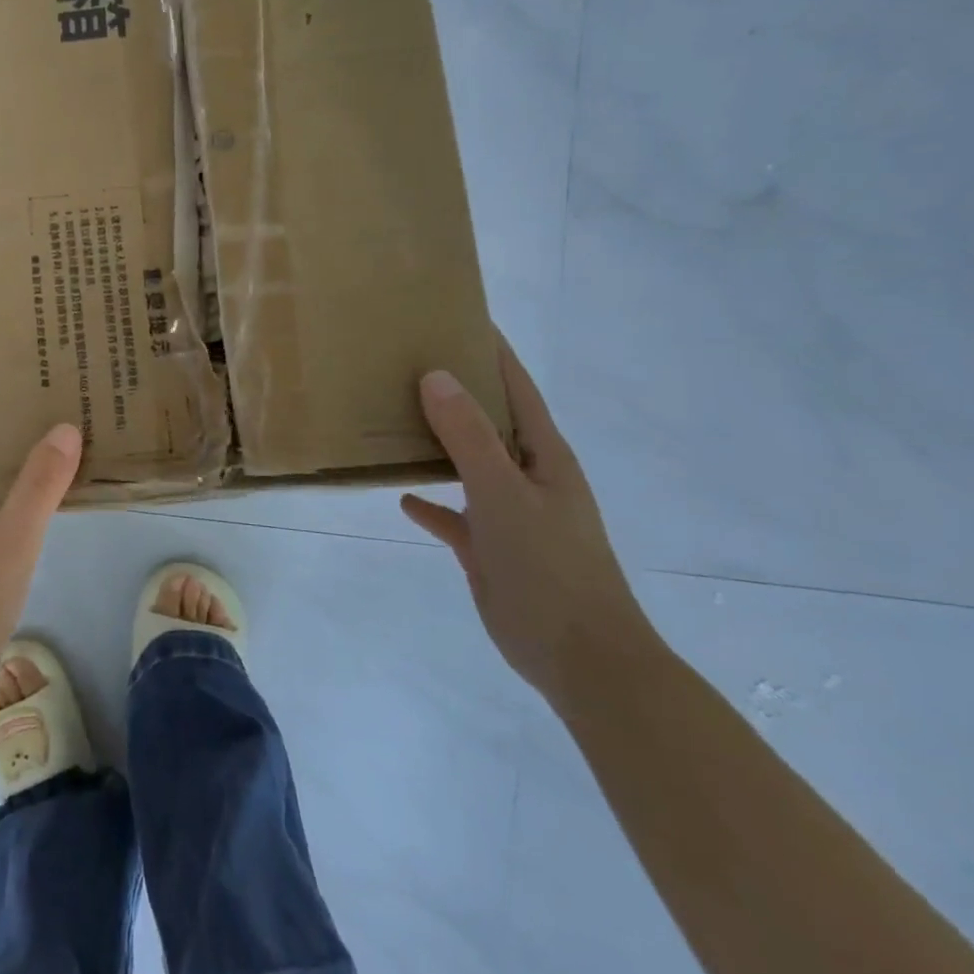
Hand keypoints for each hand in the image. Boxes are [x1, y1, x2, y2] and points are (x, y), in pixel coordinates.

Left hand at [0, 390, 81, 747]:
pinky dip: (39, 499)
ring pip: (4, 484)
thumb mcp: (8, 543)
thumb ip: (37, 487)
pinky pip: (15, 517)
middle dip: (19, 418)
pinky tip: (68, 496)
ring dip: (32, 458)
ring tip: (74, 430)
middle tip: (63, 388)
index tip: (21, 355)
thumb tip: (64, 426)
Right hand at [402, 337, 659, 710]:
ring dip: (437, 441)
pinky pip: (455, 515)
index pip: (515, 386)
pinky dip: (432, 502)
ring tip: (393, 416)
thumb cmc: (550, 568)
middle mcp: (527, 475)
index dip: (490, 350)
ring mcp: (509, 512)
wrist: (580, 659)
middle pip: (487, 419)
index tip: (454, 315)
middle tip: (405, 360)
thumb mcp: (505, 494)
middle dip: (454, 389)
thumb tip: (436, 375)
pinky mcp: (490, 548)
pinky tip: (402, 496)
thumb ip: (470, 436)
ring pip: (468, 463)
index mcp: (542, 454)